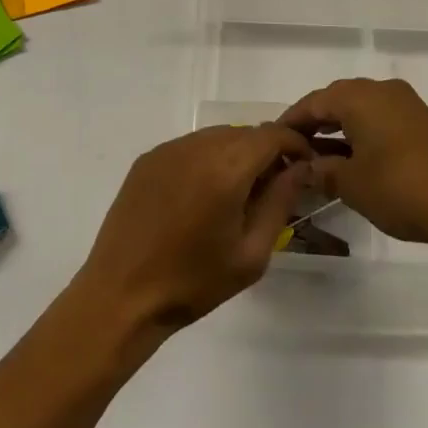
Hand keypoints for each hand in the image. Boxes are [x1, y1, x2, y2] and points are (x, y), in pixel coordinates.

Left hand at [76, 125, 313, 334]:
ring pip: (217, 136)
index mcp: (226, 168)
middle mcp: (197, 146)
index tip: (305, 166)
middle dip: (266, 151)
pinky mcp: (148, 158)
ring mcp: (169, 149)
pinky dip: (207, 158)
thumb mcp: (251, 253)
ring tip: (239, 192)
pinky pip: (190, 146)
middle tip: (275, 185)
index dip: (294, 145)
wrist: (122, 295)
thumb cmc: (193, 282)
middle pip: (245, 132)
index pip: (272, 135)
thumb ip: (279, 202)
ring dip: (236, 153)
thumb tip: (299, 168)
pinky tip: (203, 194)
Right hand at [280, 78, 427, 246]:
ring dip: (339, 130)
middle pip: (337, 100)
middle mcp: (381, 90)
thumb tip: (305, 168)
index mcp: (359, 96)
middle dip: (314, 124)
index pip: (313, 102)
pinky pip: (381, 120)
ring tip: (320, 158)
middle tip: (295, 149)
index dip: (291, 121)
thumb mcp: (352, 185)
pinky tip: (355, 160)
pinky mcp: (423, 123)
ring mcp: (406, 104)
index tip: (274, 140)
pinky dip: (362, 135)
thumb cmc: (401, 189)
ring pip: (361, 110)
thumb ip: (322, 172)